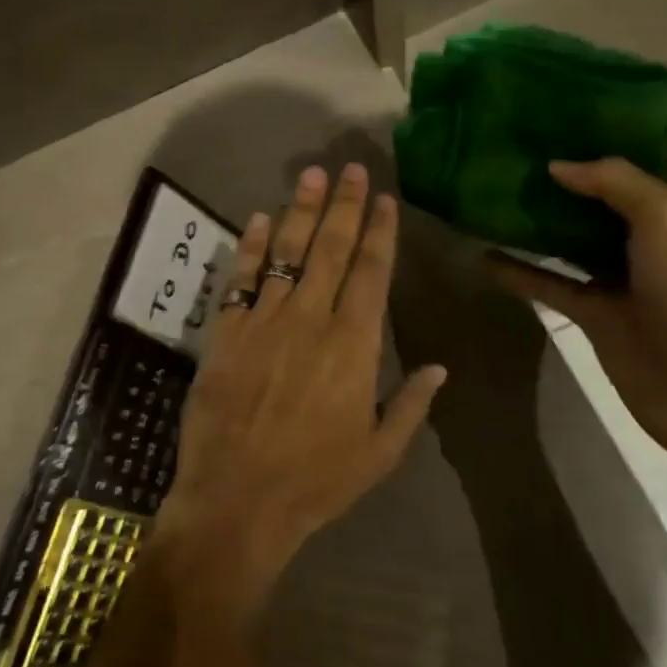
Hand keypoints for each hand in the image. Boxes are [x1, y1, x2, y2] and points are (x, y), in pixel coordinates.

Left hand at [158, 164, 446, 594]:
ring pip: (286, 253)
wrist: (238, 498)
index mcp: (354, 346)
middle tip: (350, 168)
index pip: (372, 273)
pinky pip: (240, 278)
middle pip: (331, 250)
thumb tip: (440, 366)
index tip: (385, 198)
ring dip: (300, 211)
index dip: (380, 232)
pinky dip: (249, 247)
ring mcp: (264, 321)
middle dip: (344, 206)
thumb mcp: (379, 453)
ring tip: (311, 176)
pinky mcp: (226, 331)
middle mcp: (311, 320)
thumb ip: (412, 405)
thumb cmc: (316, 481)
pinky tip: (257, 219)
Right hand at [486, 157, 666, 464]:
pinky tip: (482, 254)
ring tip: (490, 190)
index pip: (654, 153)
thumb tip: (558, 165)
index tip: (560, 112)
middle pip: (605, 193)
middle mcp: (661, 235)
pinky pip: (551, 281)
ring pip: (572, 236)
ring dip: (537, 218)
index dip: (612, 130)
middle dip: (564, 171)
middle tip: (512, 146)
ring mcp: (626, 275)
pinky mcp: (597, 311)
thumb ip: (615, 180)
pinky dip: (519, 270)